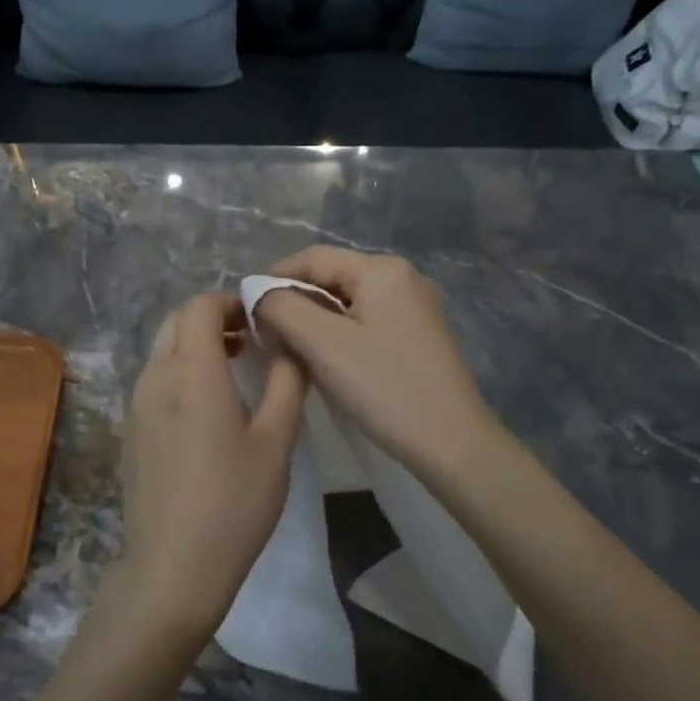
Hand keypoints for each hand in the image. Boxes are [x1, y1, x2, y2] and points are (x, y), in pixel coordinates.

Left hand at [119, 292, 308, 634]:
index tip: (262, 319)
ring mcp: (136, 403)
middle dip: (214, 318)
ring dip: (196, 343)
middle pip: (177, 320)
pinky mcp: (130, 429)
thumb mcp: (276, 441)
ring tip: (236, 368)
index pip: (201, 305)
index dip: (232, 301)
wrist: (173, 568)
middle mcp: (156, 377)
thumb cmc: (234, 503)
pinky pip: (155, 377)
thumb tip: (291, 345)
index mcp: (192, 372)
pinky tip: (207, 406)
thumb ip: (288, 382)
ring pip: (163, 348)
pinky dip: (181, 369)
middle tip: (252, 340)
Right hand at [254, 247, 502, 482]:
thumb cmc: (384, 387)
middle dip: (297, 300)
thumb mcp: (323, 344)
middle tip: (267, 333)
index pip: (314, 258)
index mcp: (383, 270)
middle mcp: (405, 277)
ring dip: (317, 318)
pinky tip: (329, 358)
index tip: (247, 307)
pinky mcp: (422, 334)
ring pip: (351, 301)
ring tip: (292, 347)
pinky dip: (342, 332)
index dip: (275, 277)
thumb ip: (283, 308)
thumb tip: (260, 293)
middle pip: (334, 276)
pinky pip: (370, 319)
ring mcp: (418, 306)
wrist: (452, 442)